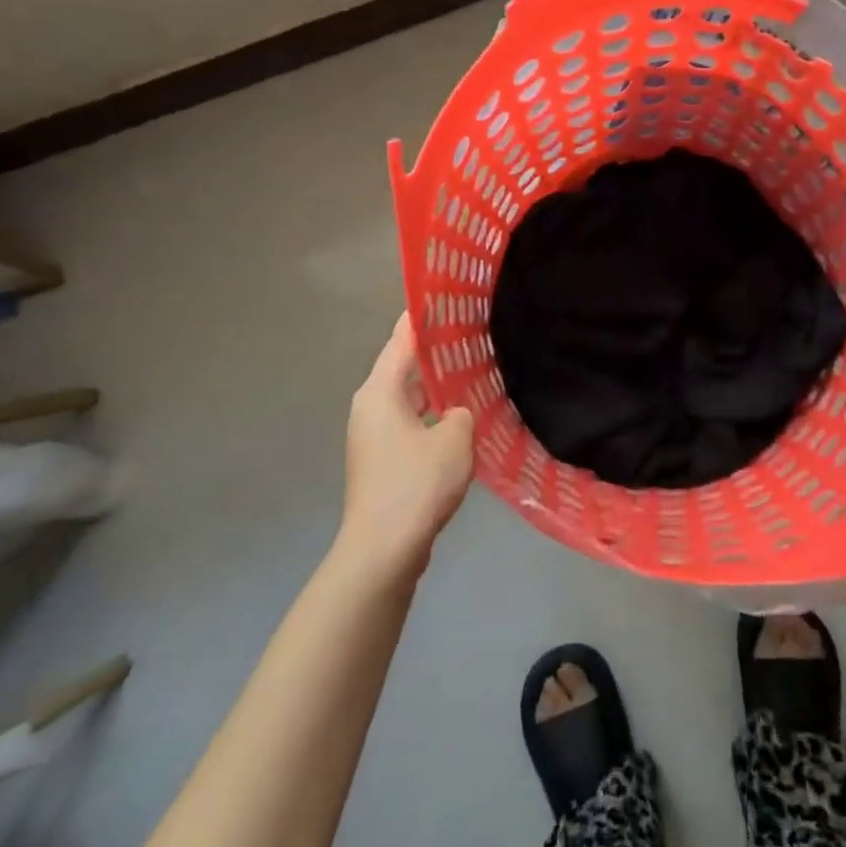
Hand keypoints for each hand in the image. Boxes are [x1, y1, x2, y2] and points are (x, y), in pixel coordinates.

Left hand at [338, 314, 474, 579]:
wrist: (382, 550)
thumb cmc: (416, 484)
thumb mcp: (454, 439)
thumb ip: (461, 412)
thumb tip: (455, 414)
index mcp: (380, 390)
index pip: (403, 338)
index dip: (426, 316)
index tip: (450, 297)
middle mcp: (370, 405)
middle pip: (405, 366)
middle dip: (437, 351)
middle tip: (474, 333)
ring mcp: (373, 434)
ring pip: (409, 396)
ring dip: (437, 386)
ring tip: (474, 371)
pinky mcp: (382, 459)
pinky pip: (411, 422)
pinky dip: (433, 414)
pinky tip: (462, 418)